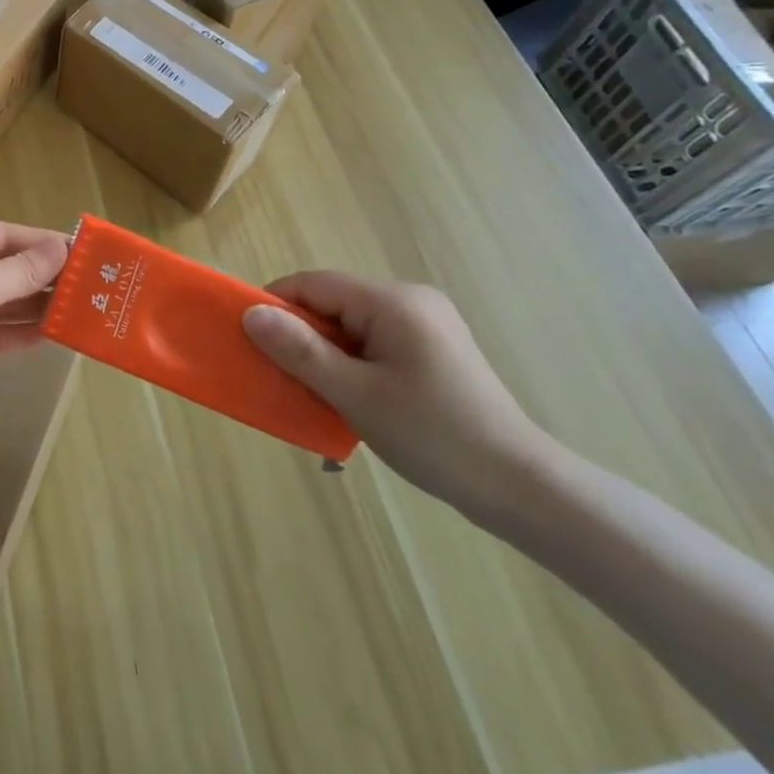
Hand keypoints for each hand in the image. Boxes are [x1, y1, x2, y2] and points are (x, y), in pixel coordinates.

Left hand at [0, 220, 70, 427]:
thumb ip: (22, 269)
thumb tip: (64, 247)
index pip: (1, 234)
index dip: (40, 242)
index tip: (81, 251)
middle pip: (2, 268)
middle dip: (41, 277)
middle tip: (88, 284)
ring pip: (0, 302)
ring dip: (34, 306)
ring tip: (78, 309)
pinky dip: (19, 332)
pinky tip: (52, 335)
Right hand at [242, 271, 554, 517]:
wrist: (522, 489)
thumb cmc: (433, 436)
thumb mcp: (355, 394)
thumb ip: (300, 350)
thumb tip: (251, 314)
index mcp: (393, 301)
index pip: (313, 284)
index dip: (275, 306)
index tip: (252, 343)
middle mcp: (410, 300)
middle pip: (331, 303)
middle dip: (300, 335)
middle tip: (283, 377)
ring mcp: (426, 324)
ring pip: (350, 325)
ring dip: (325, 354)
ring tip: (316, 394)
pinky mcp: (433, 349)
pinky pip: (373, 342)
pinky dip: (351, 364)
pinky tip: (350, 399)